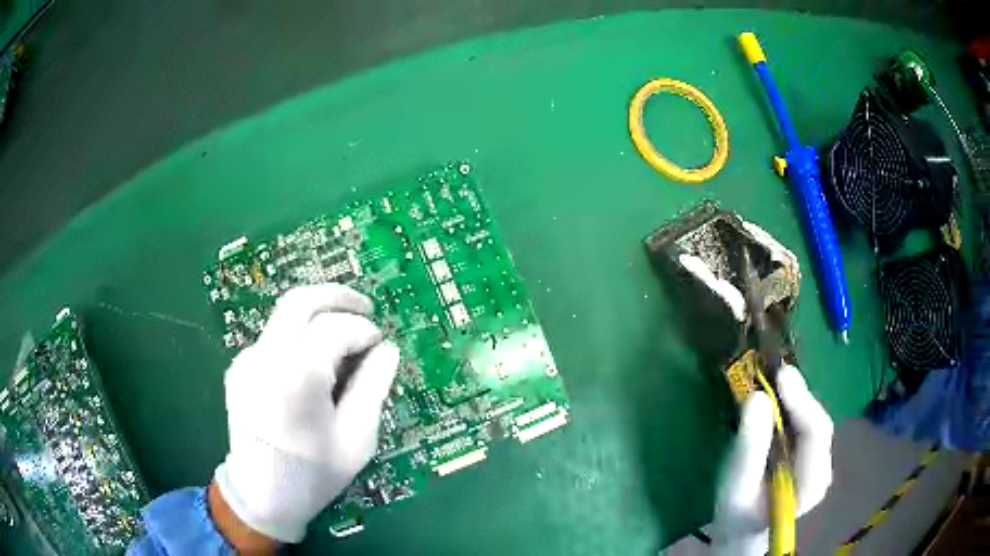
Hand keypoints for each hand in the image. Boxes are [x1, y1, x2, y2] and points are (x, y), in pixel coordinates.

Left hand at [212, 285, 399, 544]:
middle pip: (300, 301)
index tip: (380, 342)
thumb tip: (386, 349)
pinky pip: (274, 338)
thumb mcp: (357, 438)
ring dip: (318, 315)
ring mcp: (246, 359)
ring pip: (285, 315)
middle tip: (365, 307)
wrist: (261, 497)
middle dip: (337, 296)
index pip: (335, 327)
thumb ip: (373, 386)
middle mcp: (265, 356)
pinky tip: (314, 362)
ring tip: (344, 336)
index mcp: (297, 375)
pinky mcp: (238, 368)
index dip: (363, 328)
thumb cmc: (314, 474)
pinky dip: (299, 336)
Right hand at [711, 365, 833, 554]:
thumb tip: (757, 397)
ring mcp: (818, 460)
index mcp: (812, 483)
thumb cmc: (737, 515)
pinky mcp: (809, 454)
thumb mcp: (736, 486)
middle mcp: (823, 467)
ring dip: (793, 397)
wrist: (742, 531)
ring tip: (771, 377)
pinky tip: (776, 396)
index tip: (781, 374)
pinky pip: (804, 423)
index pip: (816, 432)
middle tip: (772, 369)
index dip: (802, 400)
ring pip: (812, 419)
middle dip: (797, 395)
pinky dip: (790, 406)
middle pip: (817, 422)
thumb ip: (749, 447)